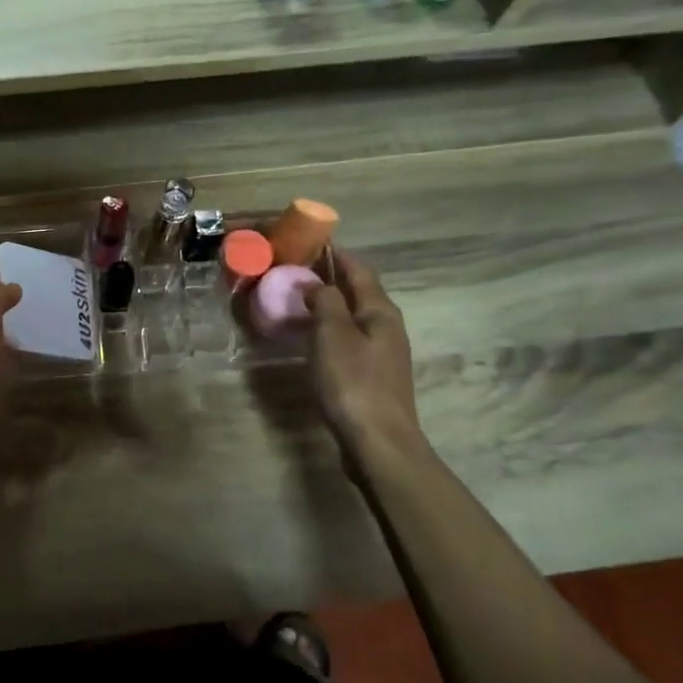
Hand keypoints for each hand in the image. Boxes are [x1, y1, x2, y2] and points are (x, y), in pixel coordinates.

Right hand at [305, 251, 427, 466]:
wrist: (378, 441)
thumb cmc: (353, 382)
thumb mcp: (333, 334)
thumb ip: (326, 301)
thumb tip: (317, 284)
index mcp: (381, 311)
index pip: (359, 269)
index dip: (336, 254)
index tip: (310, 241)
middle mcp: (387, 327)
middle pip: (359, 292)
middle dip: (331, 278)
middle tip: (295, 270)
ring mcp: (383, 353)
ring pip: (353, 317)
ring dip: (329, 305)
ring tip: (298, 300)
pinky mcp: (373, 376)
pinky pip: (349, 340)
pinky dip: (330, 330)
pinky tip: (311, 338)